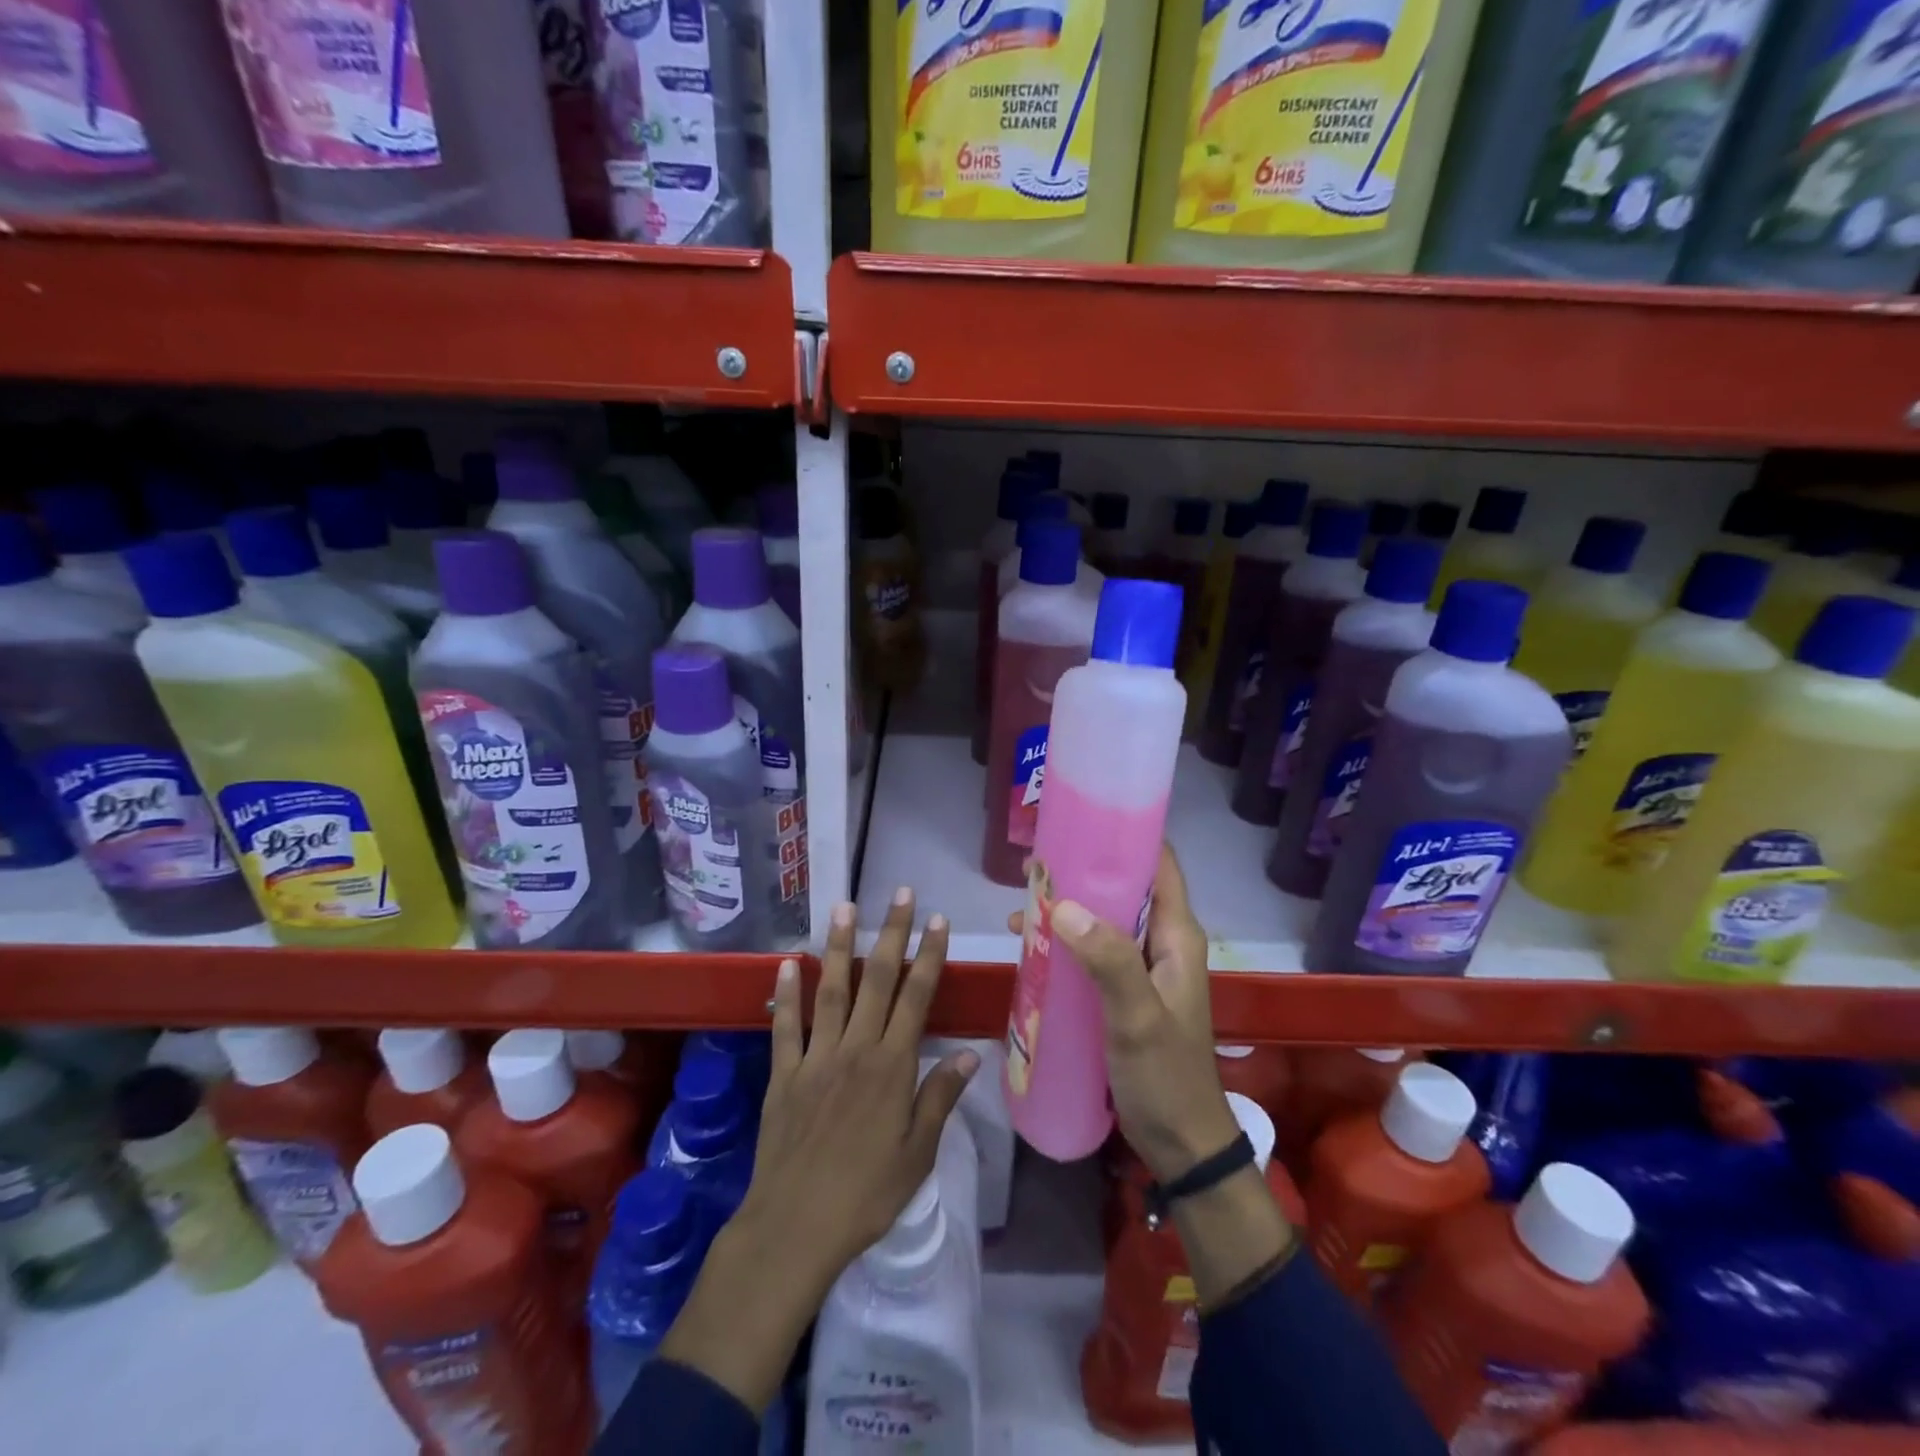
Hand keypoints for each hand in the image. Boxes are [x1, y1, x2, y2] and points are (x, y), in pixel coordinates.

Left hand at [747, 888, 976, 1279]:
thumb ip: (940, 1097)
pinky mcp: (784, 1074)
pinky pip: (785, 1026)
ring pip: (831, 990)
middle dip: (892, 934)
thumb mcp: (917, 1154)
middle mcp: (855, 1049)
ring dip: (839, 947)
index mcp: (892, 1066)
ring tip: (844, 907)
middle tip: (901, 894)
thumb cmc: (867, 1195)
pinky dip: (786, 993)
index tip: (937, 920)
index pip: (916, 997)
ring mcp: (816, 1057)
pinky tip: (786, 963)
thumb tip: (970, 1054)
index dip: (928, 956)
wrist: (795, 1228)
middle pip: (877, 981)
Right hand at [1013, 844, 1236, 1182]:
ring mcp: (1142, 968)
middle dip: (1081, 870)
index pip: (1159, 864)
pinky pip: (1093, 950)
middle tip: (1032, 863)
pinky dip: (1064, 940)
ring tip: (1020, 899)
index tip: (1080, 820)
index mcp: (1177, 936)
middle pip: (1124, 887)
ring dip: (1067, 906)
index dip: (1125, 836)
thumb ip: (1109, 961)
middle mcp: (1163, 942)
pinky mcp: (1124, 991)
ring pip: (1104, 918)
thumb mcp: (1137, 1019)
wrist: (1181, 1144)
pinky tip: (1028, 943)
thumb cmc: (1166, 1077)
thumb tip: (1063, 905)